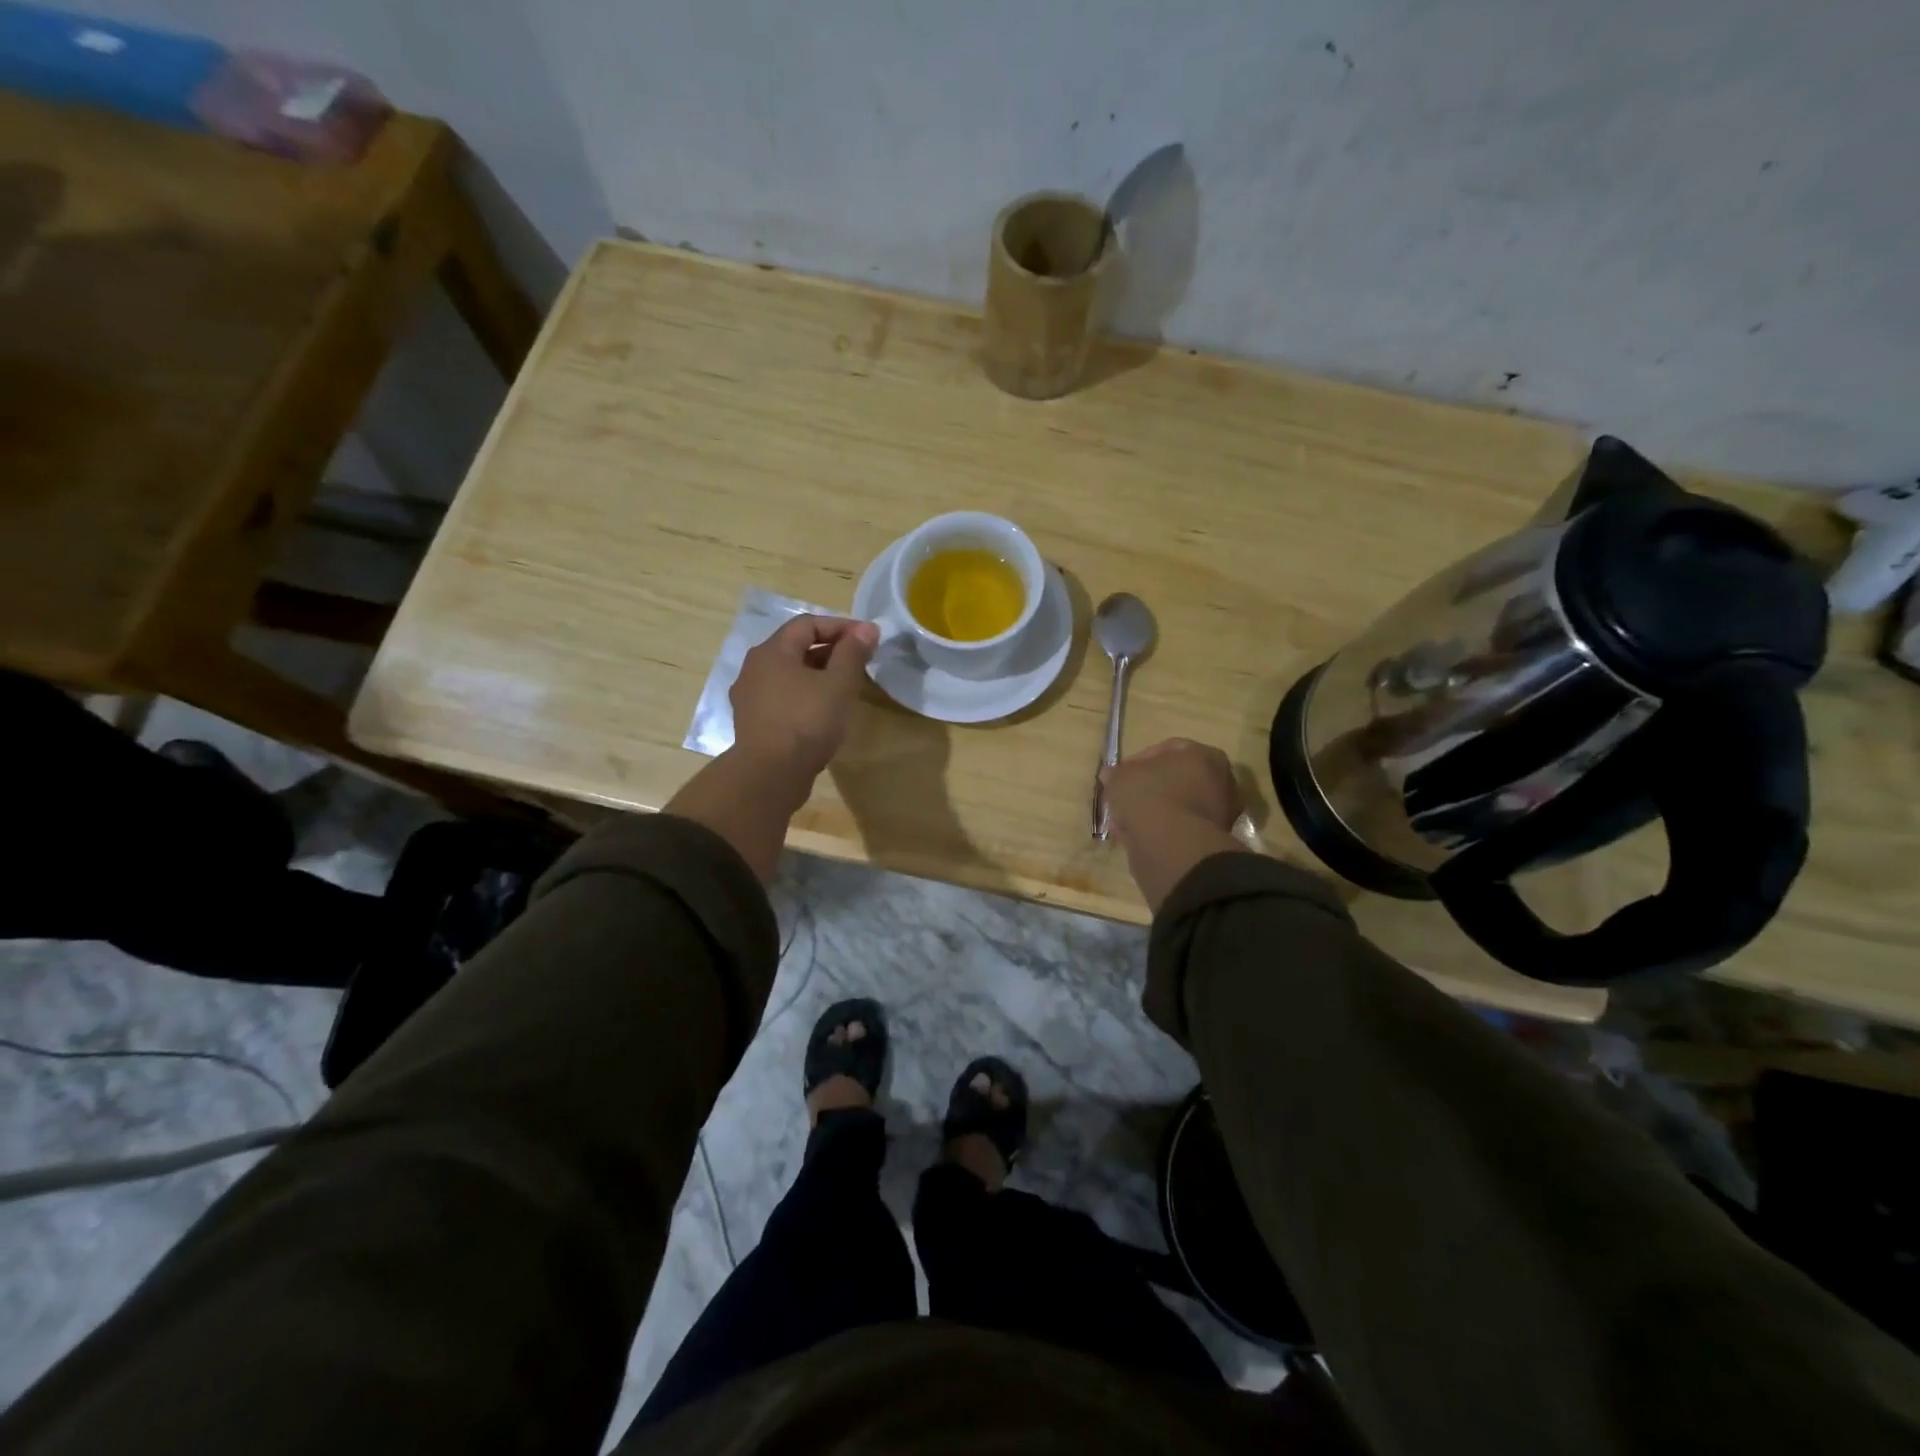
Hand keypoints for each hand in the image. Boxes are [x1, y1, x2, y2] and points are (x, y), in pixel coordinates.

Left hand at [730, 615, 878, 781]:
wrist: (770, 775)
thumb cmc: (807, 721)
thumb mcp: (839, 684)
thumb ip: (853, 653)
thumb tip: (866, 629)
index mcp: (772, 651)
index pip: (808, 624)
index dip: (841, 626)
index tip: (869, 639)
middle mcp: (754, 668)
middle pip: (796, 647)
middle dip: (831, 650)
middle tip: (860, 663)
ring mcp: (750, 697)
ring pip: (789, 675)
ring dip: (818, 675)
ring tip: (845, 688)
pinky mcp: (753, 722)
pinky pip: (783, 698)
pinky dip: (805, 696)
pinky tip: (823, 712)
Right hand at [1101, 738, 1241, 840]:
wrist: (1172, 845)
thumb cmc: (1149, 796)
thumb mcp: (1120, 777)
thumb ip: (1116, 773)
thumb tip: (1111, 775)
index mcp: (1205, 755)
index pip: (1168, 749)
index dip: (1139, 761)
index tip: (1120, 774)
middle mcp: (1221, 780)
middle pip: (1177, 779)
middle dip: (1149, 788)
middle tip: (1125, 797)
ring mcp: (1219, 813)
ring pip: (1178, 806)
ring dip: (1153, 811)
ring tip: (1127, 821)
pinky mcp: (1211, 840)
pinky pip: (1179, 828)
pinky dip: (1161, 831)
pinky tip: (1138, 837)